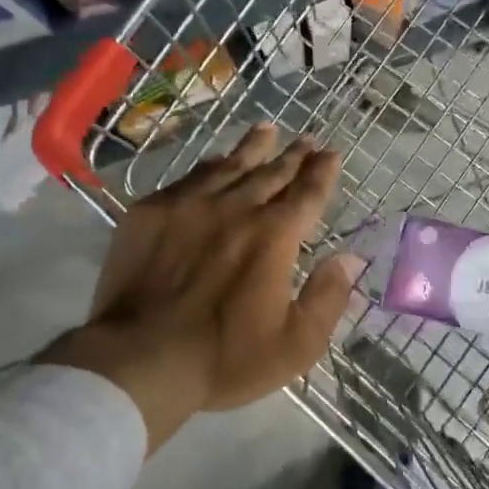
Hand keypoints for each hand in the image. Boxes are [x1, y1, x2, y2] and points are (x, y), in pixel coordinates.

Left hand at [37, 123, 356, 453]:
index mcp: (275, 235)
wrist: (140, 357)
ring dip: (253, 148)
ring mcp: (190, 204)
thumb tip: (349, 258)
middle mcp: (236, 207)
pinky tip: (215, 162)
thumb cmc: (225, 357)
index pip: (307, 192)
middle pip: (272, 172)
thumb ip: (328, 297)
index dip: (322, 171)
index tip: (331, 154)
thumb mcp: (296, 344)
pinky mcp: (150, 211)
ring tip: (266, 130)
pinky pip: (189, 177)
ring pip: (230, 165)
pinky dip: (210, 166)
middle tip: (306, 140)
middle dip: (294, 155)